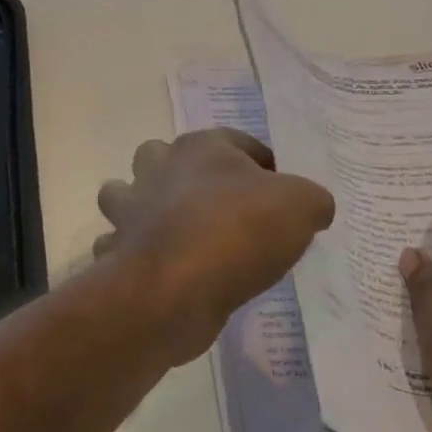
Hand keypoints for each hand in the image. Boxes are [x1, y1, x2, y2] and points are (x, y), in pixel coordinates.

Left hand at [94, 129, 334, 364]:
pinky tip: (160, 272)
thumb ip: (311, 200)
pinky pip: (119, 245)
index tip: (280, 195)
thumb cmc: (237, 232)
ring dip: (143, 208)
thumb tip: (313, 206)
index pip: (237, 141)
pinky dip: (132, 255)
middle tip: (219, 208)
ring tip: (179, 234)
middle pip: (164, 156)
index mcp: (200, 147)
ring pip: (125, 195)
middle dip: (184, 174)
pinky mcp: (119, 251)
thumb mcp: (300, 207)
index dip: (262, 163)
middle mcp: (158, 169)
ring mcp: (131, 210)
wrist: (173, 289)